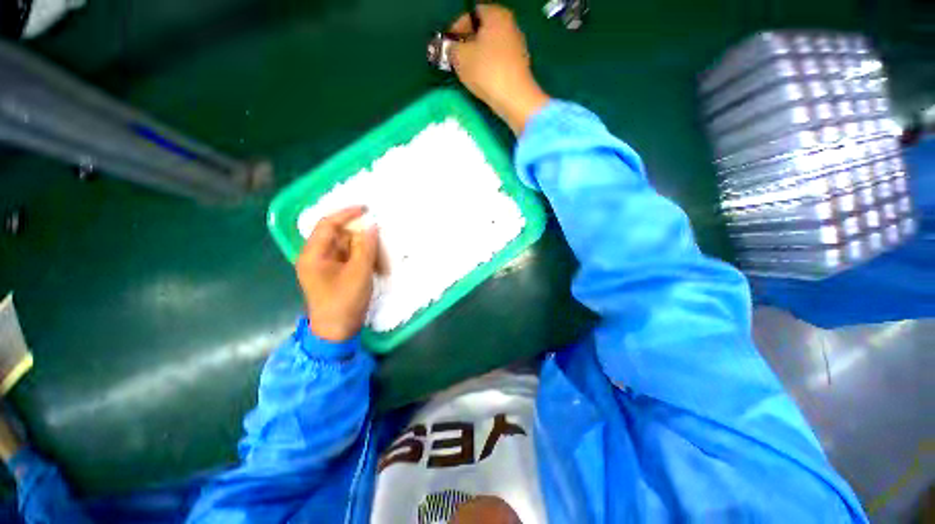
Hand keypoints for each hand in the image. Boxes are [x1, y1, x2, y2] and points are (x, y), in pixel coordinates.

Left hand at [297, 206, 378, 341]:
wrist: (336, 332)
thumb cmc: (345, 302)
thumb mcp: (359, 273)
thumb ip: (366, 247)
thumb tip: (371, 227)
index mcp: (313, 255)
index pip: (327, 225)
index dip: (346, 214)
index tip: (366, 208)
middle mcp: (315, 257)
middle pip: (337, 235)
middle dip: (359, 235)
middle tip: (378, 237)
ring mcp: (323, 266)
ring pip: (345, 247)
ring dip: (362, 248)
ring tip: (378, 255)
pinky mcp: (332, 273)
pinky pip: (347, 258)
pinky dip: (361, 257)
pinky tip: (373, 262)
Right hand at [449, 4, 549, 134]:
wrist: (514, 99)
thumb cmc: (486, 71)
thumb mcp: (460, 57)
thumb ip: (452, 48)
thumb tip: (453, 49)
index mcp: (496, 15)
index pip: (471, 14)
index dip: (456, 28)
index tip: (448, 45)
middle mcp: (510, 26)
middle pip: (482, 31)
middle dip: (467, 44)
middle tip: (455, 59)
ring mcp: (517, 47)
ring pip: (490, 48)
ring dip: (477, 58)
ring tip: (466, 73)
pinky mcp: (519, 67)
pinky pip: (498, 63)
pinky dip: (488, 69)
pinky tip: (481, 81)